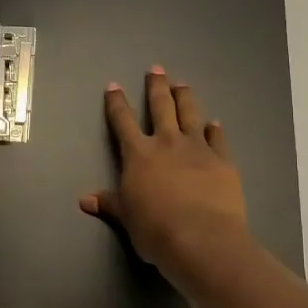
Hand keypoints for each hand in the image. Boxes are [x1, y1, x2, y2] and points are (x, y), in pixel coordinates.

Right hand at [80, 66, 249, 281]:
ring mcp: (198, 148)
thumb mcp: (127, 218)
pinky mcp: (222, 160)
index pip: (123, 121)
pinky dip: (215, 129)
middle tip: (156, 68)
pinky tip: (215, 123)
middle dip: (156, 86)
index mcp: (139, 155)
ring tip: (182, 84)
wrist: (201, 238)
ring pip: (190, 114)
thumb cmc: (156, 230)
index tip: (114, 86)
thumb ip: (110, 203)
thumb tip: (85, 200)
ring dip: (185, 97)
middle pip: (161, 106)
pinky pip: (218, 139)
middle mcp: (167, 143)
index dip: (117, 103)